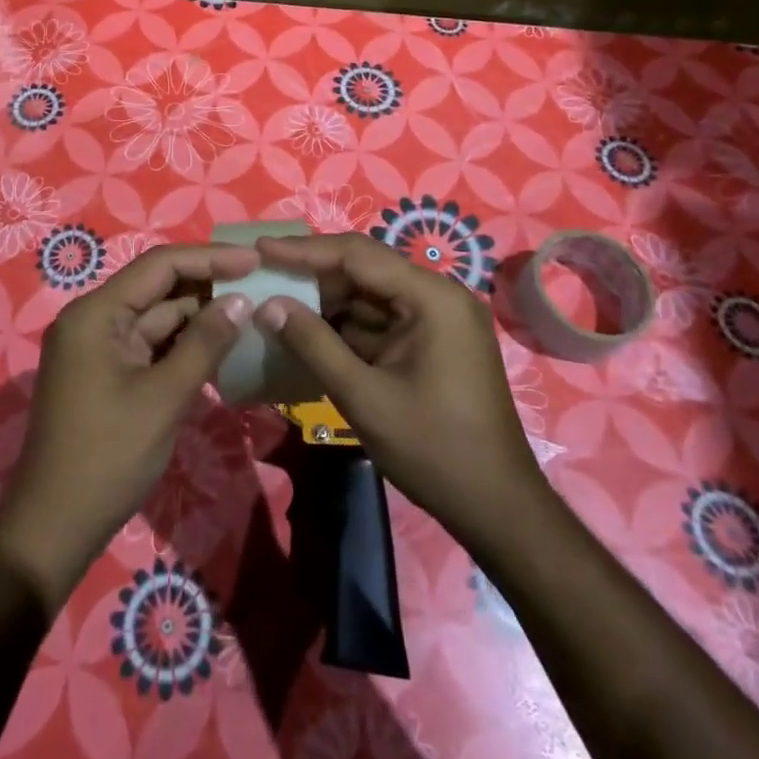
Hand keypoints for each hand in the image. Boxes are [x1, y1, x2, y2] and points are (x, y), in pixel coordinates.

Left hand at [0, 243, 255, 603]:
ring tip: (249, 314)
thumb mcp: (164, 398)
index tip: (255, 260)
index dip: (210, 258)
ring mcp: (98, 347)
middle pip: (158, 287)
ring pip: (157, 317)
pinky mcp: (106, 373)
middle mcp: (93, 319)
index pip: (160, 265)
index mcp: (97, 313)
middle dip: (208, 286)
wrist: (53, 529)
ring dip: (199, 317)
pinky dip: (183, 345)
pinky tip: (220, 347)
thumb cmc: (108, 457)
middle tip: (259, 286)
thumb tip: (241, 301)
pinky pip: (150, 345)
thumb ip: (204, 343)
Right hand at [254, 234, 548, 550]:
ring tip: (276, 299)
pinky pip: (381, 319)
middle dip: (313, 273)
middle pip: (365, 268)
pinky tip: (308, 330)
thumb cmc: (434, 451)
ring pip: (370, 294)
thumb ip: (314, 344)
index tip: (260, 249)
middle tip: (263, 273)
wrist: (498, 509)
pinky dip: (346, 324)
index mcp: (432, 297)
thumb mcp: (365, 398)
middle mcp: (438, 295)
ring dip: (327, 300)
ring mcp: (438, 318)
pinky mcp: (433, 340)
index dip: (305, 250)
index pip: (358, 254)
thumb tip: (268, 305)